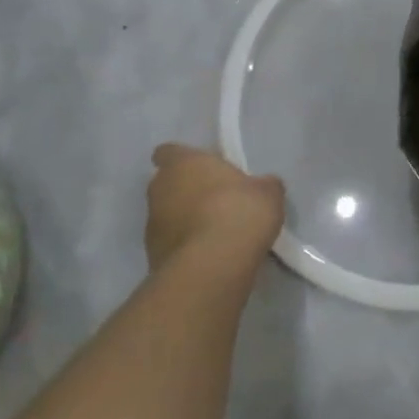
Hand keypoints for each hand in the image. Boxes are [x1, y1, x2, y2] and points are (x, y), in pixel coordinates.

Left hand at [144, 143, 284, 270]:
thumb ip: (262, 184)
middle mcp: (159, 189)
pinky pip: (171, 243)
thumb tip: (262, 186)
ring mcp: (150, 225)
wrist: (212, 265)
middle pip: (168, 184)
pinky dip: (187, 246)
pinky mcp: (152, 255)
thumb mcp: (268, 192)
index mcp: (183, 164)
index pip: (169, 152)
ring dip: (186, 220)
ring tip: (218, 233)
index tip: (206, 170)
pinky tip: (211, 254)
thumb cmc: (240, 212)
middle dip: (188, 191)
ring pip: (168, 215)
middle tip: (219, 201)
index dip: (185, 160)